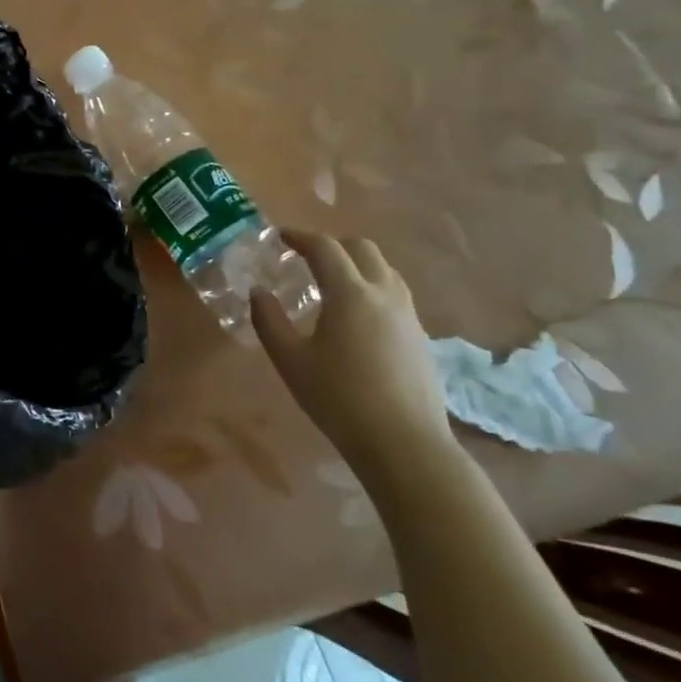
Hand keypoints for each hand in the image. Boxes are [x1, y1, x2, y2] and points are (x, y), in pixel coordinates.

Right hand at [250, 232, 454, 483]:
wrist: (405, 444)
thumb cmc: (339, 399)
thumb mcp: (290, 361)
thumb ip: (269, 321)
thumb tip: (258, 292)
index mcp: (350, 294)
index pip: (325, 248)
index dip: (300, 237)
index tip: (280, 237)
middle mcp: (384, 294)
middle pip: (362, 248)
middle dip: (332, 244)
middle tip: (306, 257)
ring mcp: (409, 315)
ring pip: (384, 269)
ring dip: (356, 263)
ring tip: (331, 282)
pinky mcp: (421, 337)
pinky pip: (395, 293)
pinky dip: (372, 286)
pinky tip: (356, 315)